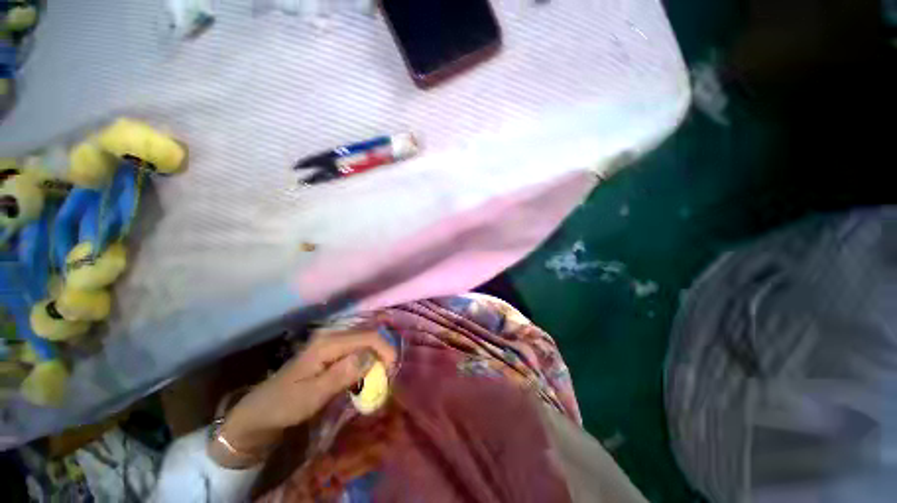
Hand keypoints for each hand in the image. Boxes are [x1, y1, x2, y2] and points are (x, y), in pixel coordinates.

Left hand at [209, 329, 396, 467]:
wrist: (262, 410)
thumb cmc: (286, 404)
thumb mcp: (313, 395)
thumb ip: (342, 374)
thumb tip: (370, 357)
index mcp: (328, 343)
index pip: (368, 336)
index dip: (385, 349)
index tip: (392, 370)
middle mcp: (332, 335)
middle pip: (369, 334)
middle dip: (384, 350)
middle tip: (389, 372)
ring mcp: (332, 340)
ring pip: (366, 338)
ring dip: (378, 352)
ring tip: (383, 371)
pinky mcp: (332, 349)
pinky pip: (359, 346)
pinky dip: (369, 355)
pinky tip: (371, 368)